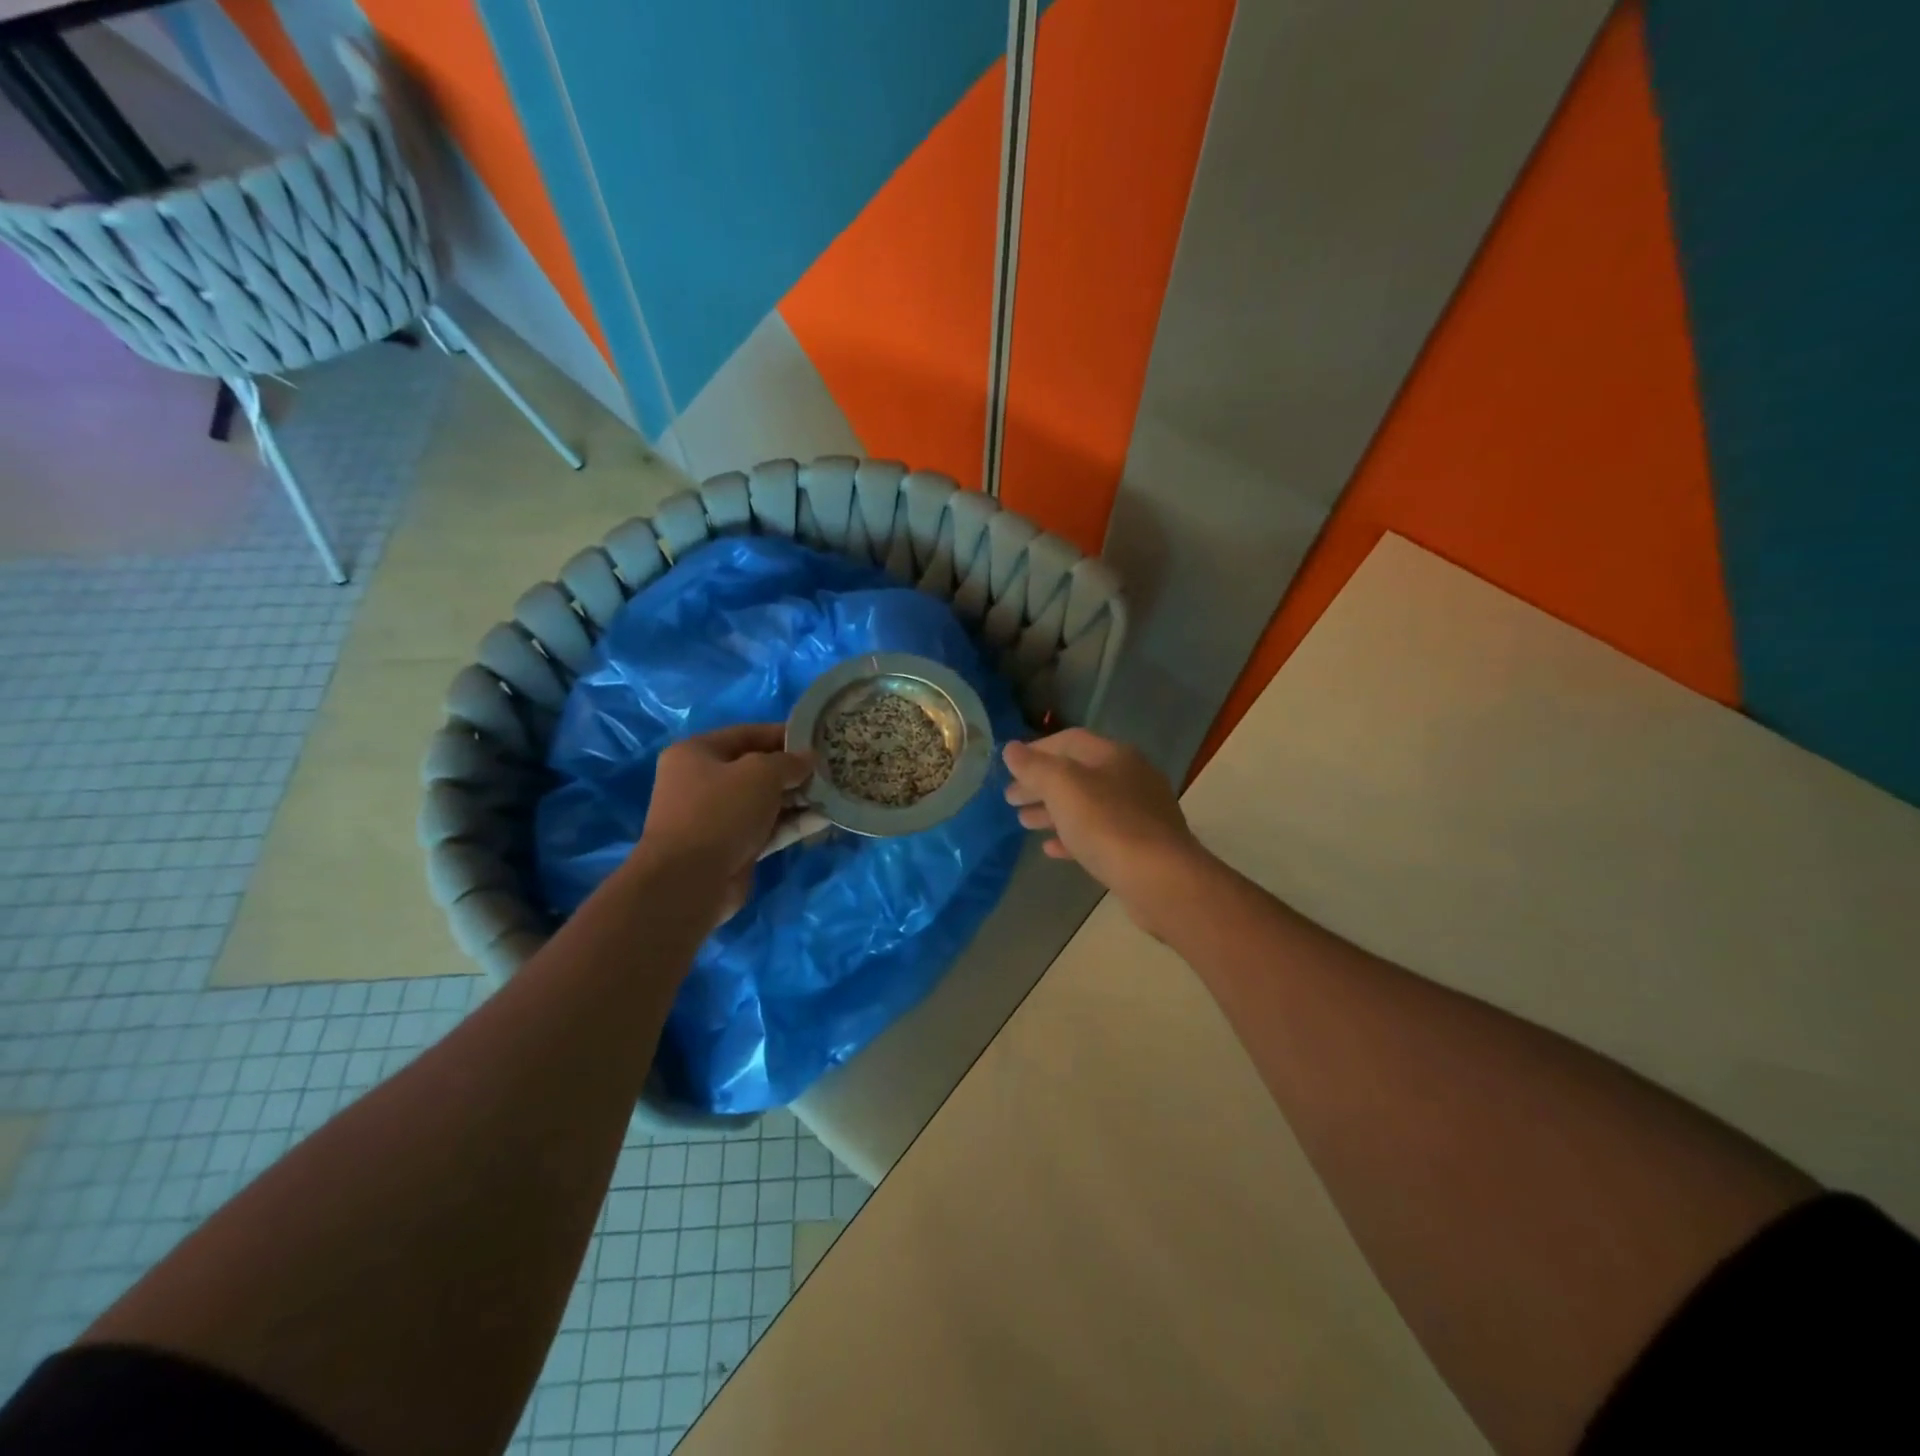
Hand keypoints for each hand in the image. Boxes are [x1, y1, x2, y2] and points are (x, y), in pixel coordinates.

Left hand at [637, 724, 812, 923]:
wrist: (689, 881)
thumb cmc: (720, 812)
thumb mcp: (760, 773)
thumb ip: (789, 762)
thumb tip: (808, 759)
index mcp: (697, 753)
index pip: (747, 734)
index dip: (784, 734)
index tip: (818, 738)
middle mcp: (703, 782)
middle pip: (757, 769)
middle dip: (795, 770)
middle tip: (831, 769)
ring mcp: (718, 818)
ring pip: (765, 802)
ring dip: (798, 799)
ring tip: (835, 793)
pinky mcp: (733, 848)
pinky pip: (768, 829)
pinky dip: (793, 824)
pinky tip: (825, 820)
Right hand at [1003, 729, 1211, 932]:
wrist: (1159, 879)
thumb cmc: (1107, 824)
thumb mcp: (1063, 787)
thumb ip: (1035, 767)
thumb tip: (1011, 749)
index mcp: (1115, 756)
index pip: (1070, 740)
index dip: (1037, 750)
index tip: (1009, 766)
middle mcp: (1130, 778)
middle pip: (1077, 774)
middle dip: (1041, 784)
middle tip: (1010, 798)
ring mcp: (1138, 814)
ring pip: (1086, 806)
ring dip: (1052, 811)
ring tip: (1023, 822)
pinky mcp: (1139, 847)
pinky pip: (1098, 835)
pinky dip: (1072, 837)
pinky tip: (1050, 849)